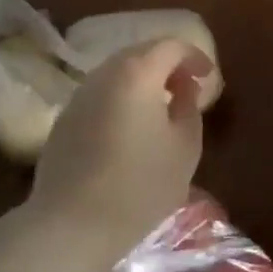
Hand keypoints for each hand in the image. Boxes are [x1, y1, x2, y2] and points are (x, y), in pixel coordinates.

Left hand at [29, 38, 213, 258]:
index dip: (194, 56)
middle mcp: (104, 74)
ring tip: (161, 108)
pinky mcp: (64, 120)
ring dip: (143, 82)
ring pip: (117, 73)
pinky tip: (131, 129)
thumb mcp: (185, 147)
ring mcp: (79, 96)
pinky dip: (122, 99)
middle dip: (167, 65)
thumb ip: (189, 106)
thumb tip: (184, 87)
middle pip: (141, 53)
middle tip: (187, 88)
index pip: (171, 46)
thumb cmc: (141, 185)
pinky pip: (100, 95)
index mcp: (137, 73)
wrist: (72, 225)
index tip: (208, 77)